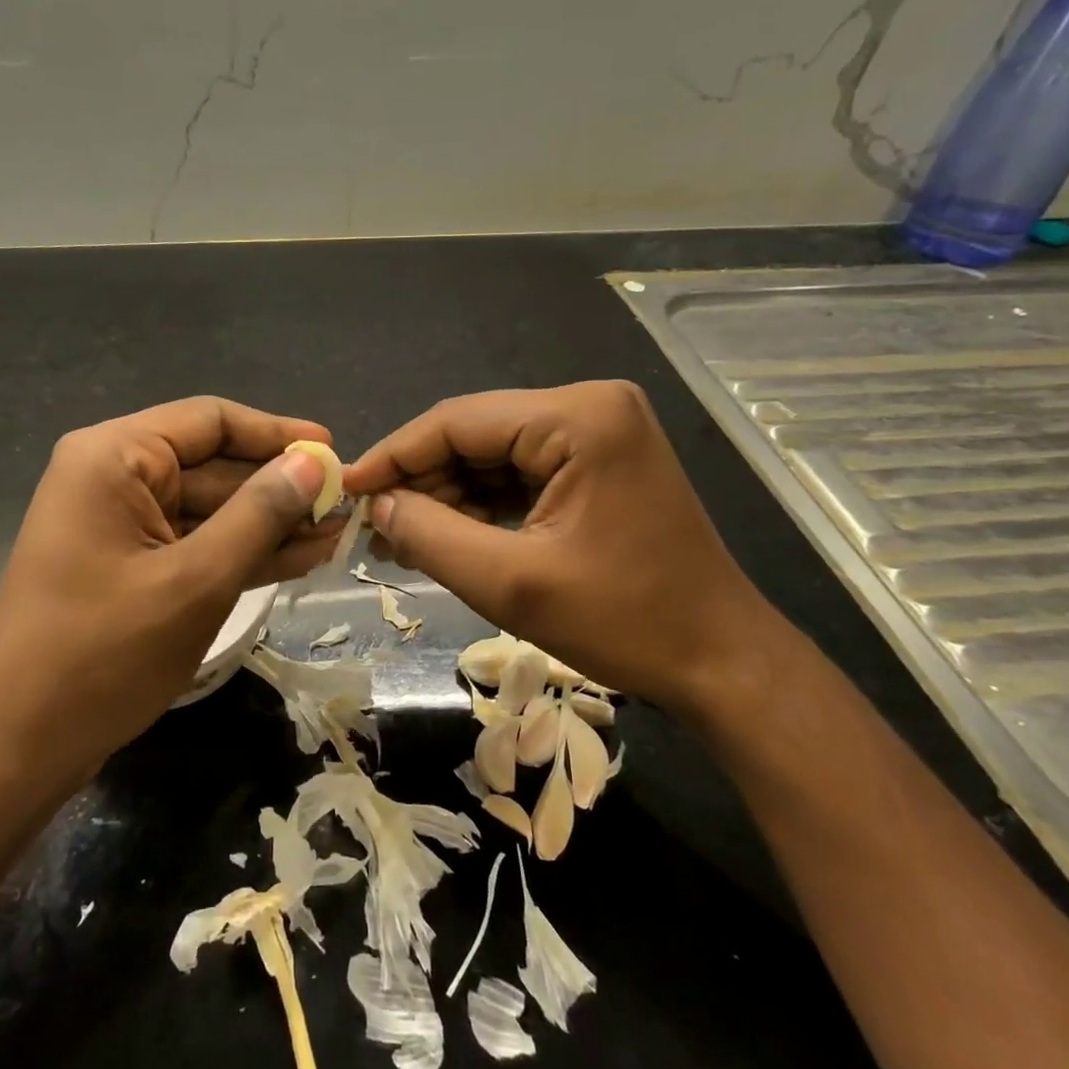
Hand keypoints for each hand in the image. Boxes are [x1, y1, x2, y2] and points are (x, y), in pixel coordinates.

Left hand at [0, 398, 342, 786]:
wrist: (13, 750)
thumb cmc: (101, 656)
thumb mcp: (195, 581)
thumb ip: (258, 515)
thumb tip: (311, 466)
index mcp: (114, 457)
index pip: (210, 421)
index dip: (276, 434)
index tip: (332, 452)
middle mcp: (113, 476)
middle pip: (212, 465)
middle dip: (278, 489)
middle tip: (346, 506)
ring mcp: (119, 524)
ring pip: (209, 509)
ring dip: (268, 525)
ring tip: (336, 535)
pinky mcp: (128, 565)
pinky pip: (193, 544)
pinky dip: (240, 552)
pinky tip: (298, 559)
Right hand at [342, 381, 773, 710]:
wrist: (723, 663)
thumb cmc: (625, 622)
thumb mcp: (510, 583)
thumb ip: (428, 535)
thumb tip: (373, 505)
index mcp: (578, 416)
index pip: (458, 420)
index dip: (394, 455)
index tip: (345, 489)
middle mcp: (589, 406)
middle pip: (475, 434)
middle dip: (421, 481)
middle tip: (372, 527)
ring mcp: (598, 431)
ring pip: (492, 455)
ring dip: (446, 496)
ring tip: (399, 540)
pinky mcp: (598, 461)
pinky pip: (520, 472)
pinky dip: (480, 504)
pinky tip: (445, 536)